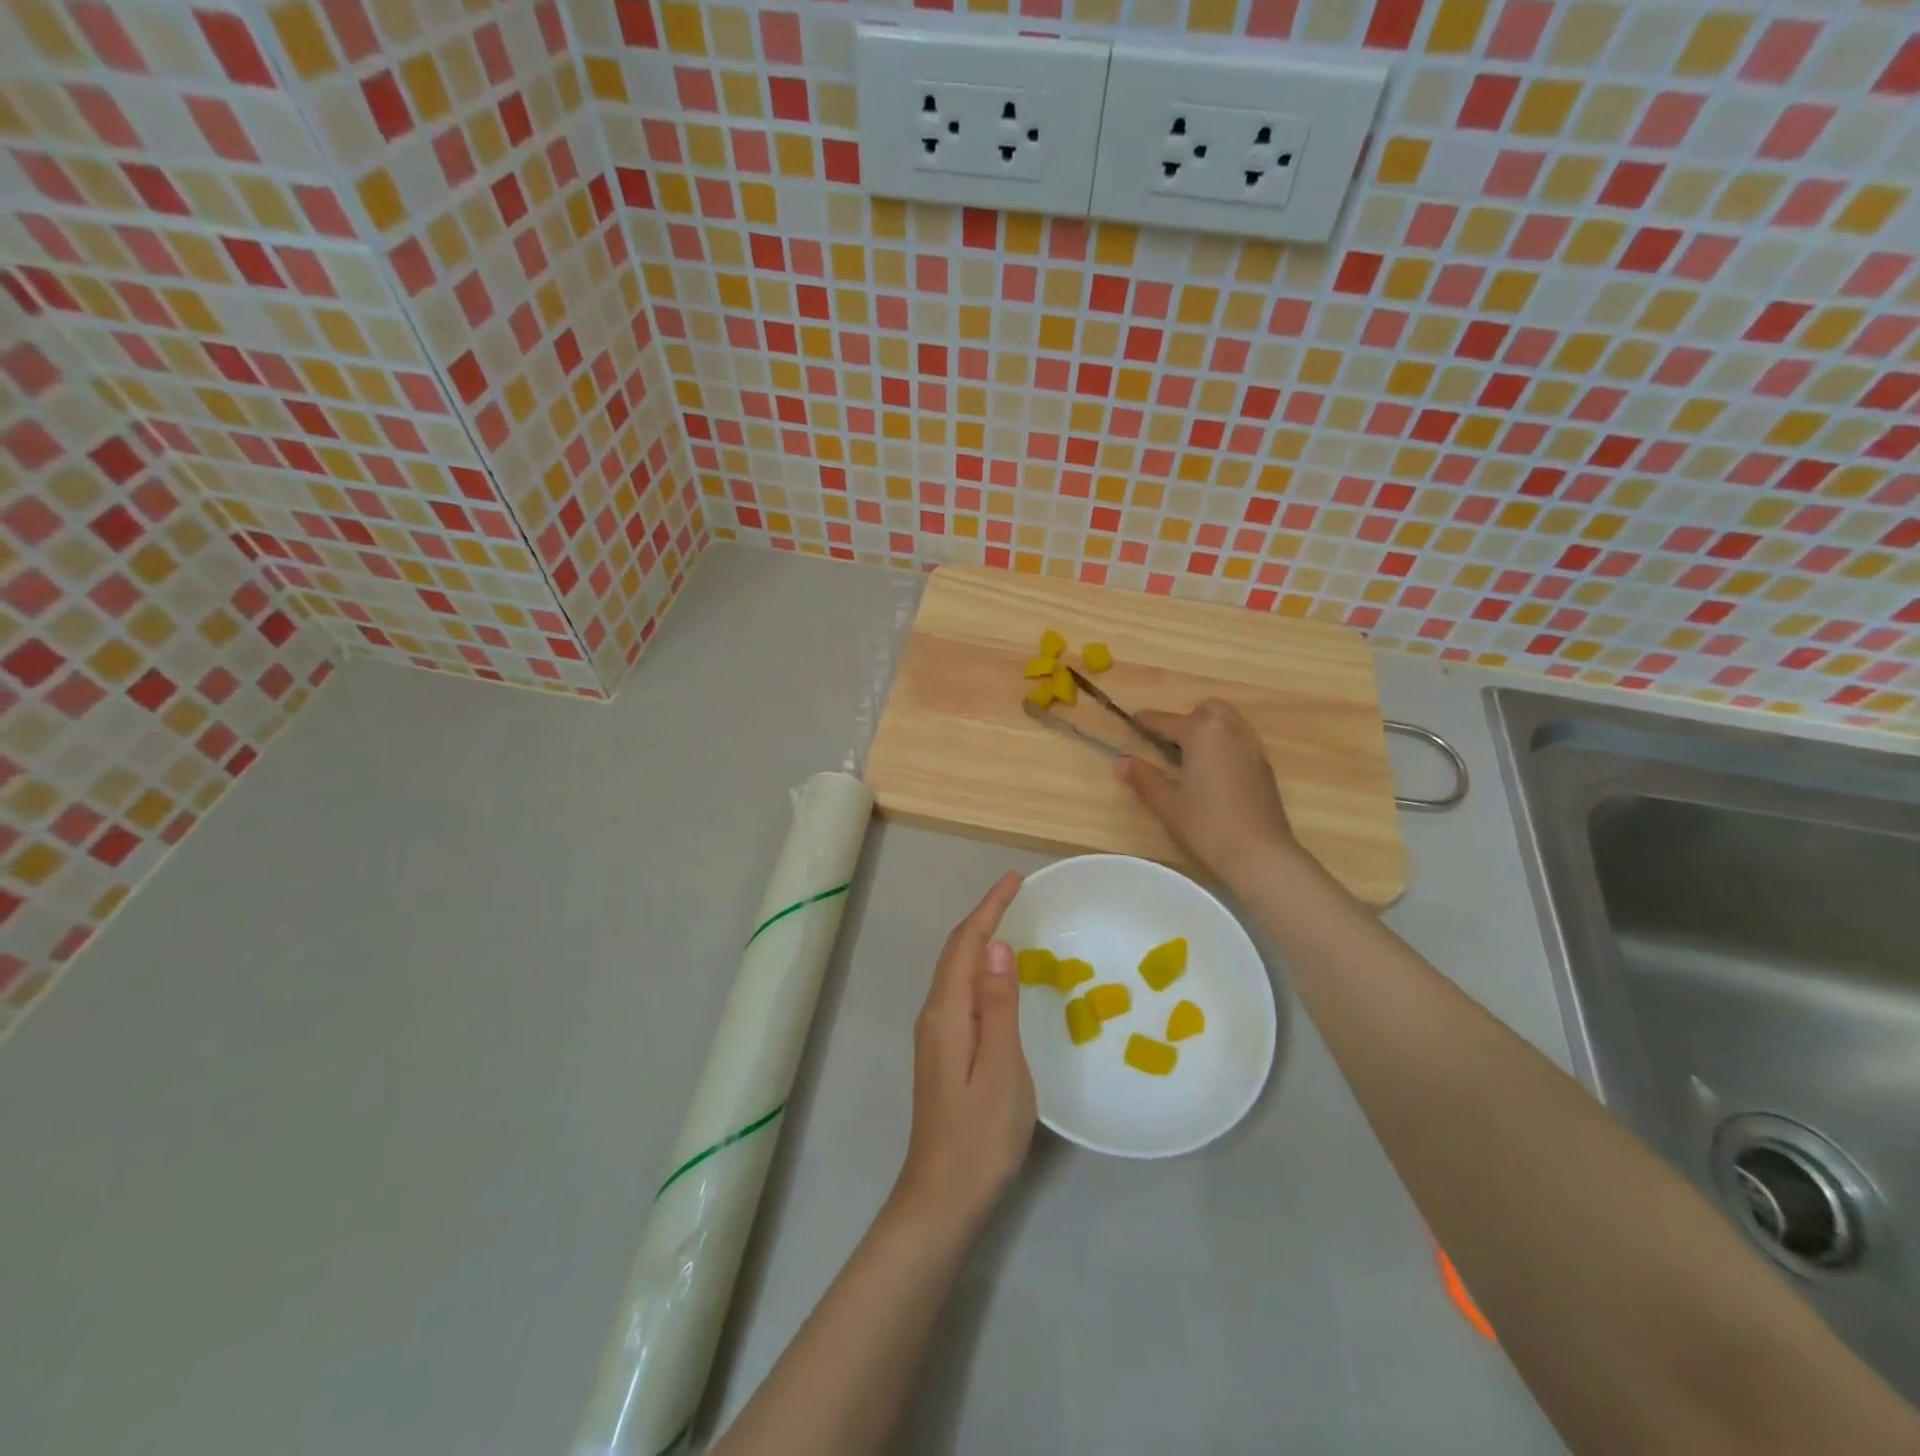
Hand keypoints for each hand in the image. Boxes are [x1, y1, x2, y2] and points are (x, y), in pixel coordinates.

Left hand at [891, 871, 1035, 1236]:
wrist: (942, 1199)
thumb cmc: (981, 1135)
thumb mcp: (1001, 1067)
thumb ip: (997, 1004)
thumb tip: (995, 945)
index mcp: (947, 1012)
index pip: (966, 942)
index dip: (990, 907)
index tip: (1015, 878)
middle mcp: (934, 1014)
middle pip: (956, 951)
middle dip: (983, 916)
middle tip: (1017, 893)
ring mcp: (936, 1035)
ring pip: (956, 970)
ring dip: (979, 940)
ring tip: (1010, 921)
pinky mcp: (943, 1053)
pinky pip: (961, 992)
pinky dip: (978, 968)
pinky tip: (997, 977)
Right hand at [1115, 699, 1297, 880]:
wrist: (1260, 854)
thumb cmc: (1206, 825)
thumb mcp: (1167, 803)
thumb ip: (1144, 778)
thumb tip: (1122, 761)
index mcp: (1203, 733)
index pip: (1168, 721)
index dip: (1147, 721)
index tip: (1133, 720)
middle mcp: (1231, 731)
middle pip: (1207, 710)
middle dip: (1187, 719)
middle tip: (1169, 744)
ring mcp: (1252, 748)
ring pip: (1228, 723)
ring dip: (1208, 730)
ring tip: (1191, 758)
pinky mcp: (1264, 767)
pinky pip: (1241, 741)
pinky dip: (1224, 745)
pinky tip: (1213, 773)